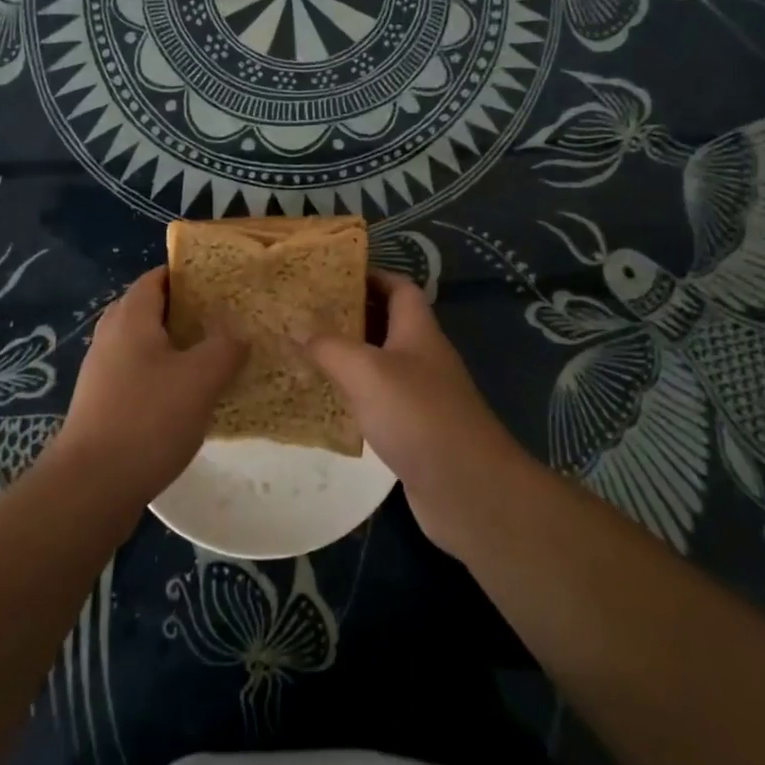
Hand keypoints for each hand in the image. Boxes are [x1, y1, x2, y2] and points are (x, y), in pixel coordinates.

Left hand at [53, 266, 244, 507]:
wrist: (91, 486)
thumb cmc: (148, 419)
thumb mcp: (200, 378)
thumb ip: (225, 347)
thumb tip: (238, 334)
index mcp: (131, 317)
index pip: (157, 276)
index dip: (189, 274)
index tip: (222, 283)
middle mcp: (111, 335)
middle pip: (151, 308)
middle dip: (187, 311)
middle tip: (225, 320)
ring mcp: (102, 370)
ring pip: (146, 344)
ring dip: (177, 347)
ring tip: (215, 357)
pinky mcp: (102, 402)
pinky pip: (139, 373)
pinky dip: (164, 375)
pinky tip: (190, 397)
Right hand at [303, 270, 531, 556]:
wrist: (468, 489)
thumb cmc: (418, 415)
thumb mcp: (366, 371)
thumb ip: (329, 346)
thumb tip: (295, 325)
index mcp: (418, 330)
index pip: (398, 287)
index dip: (369, 275)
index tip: (330, 275)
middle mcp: (423, 356)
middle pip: (386, 322)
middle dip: (349, 314)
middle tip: (305, 313)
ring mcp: (422, 394)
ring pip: (380, 363)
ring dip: (348, 356)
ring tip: (305, 351)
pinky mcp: (415, 429)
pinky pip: (379, 400)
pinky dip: (354, 395)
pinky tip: (325, 401)